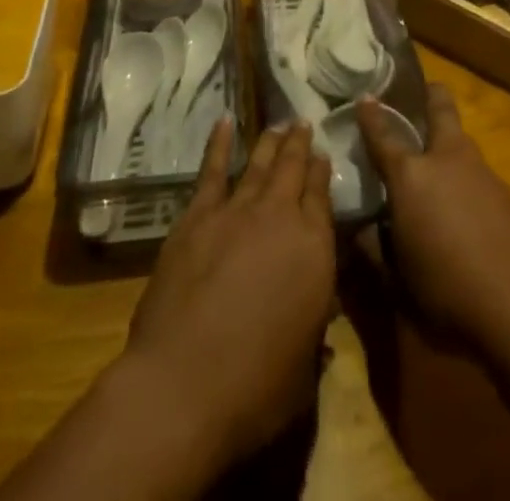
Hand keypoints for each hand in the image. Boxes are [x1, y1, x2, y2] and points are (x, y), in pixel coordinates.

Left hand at [123, 118, 335, 466]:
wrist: (185, 384)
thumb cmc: (256, 387)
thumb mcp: (305, 365)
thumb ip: (315, 325)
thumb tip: (321, 309)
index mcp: (315, 247)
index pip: (322, 195)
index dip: (322, 172)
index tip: (323, 155)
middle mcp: (281, 216)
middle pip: (293, 168)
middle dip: (300, 144)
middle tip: (304, 124)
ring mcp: (237, 210)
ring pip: (259, 164)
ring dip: (270, 142)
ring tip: (278, 124)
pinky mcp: (197, 216)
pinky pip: (212, 170)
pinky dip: (219, 144)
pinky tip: (224, 122)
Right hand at [359, 85, 509, 351]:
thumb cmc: (445, 293)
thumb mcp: (396, 280)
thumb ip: (375, 249)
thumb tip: (361, 231)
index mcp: (411, 176)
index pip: (384, 135)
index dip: (371, 115)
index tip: (364, 97)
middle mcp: (447, 160)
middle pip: (440, 108)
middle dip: (430, 95)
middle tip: (422, 93)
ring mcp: (483, 173)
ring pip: (463, 142)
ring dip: (450, 145)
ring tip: (441, 166)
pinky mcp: (509, 194)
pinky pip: (482, 177)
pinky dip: (470, 183)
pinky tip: (470, 213)